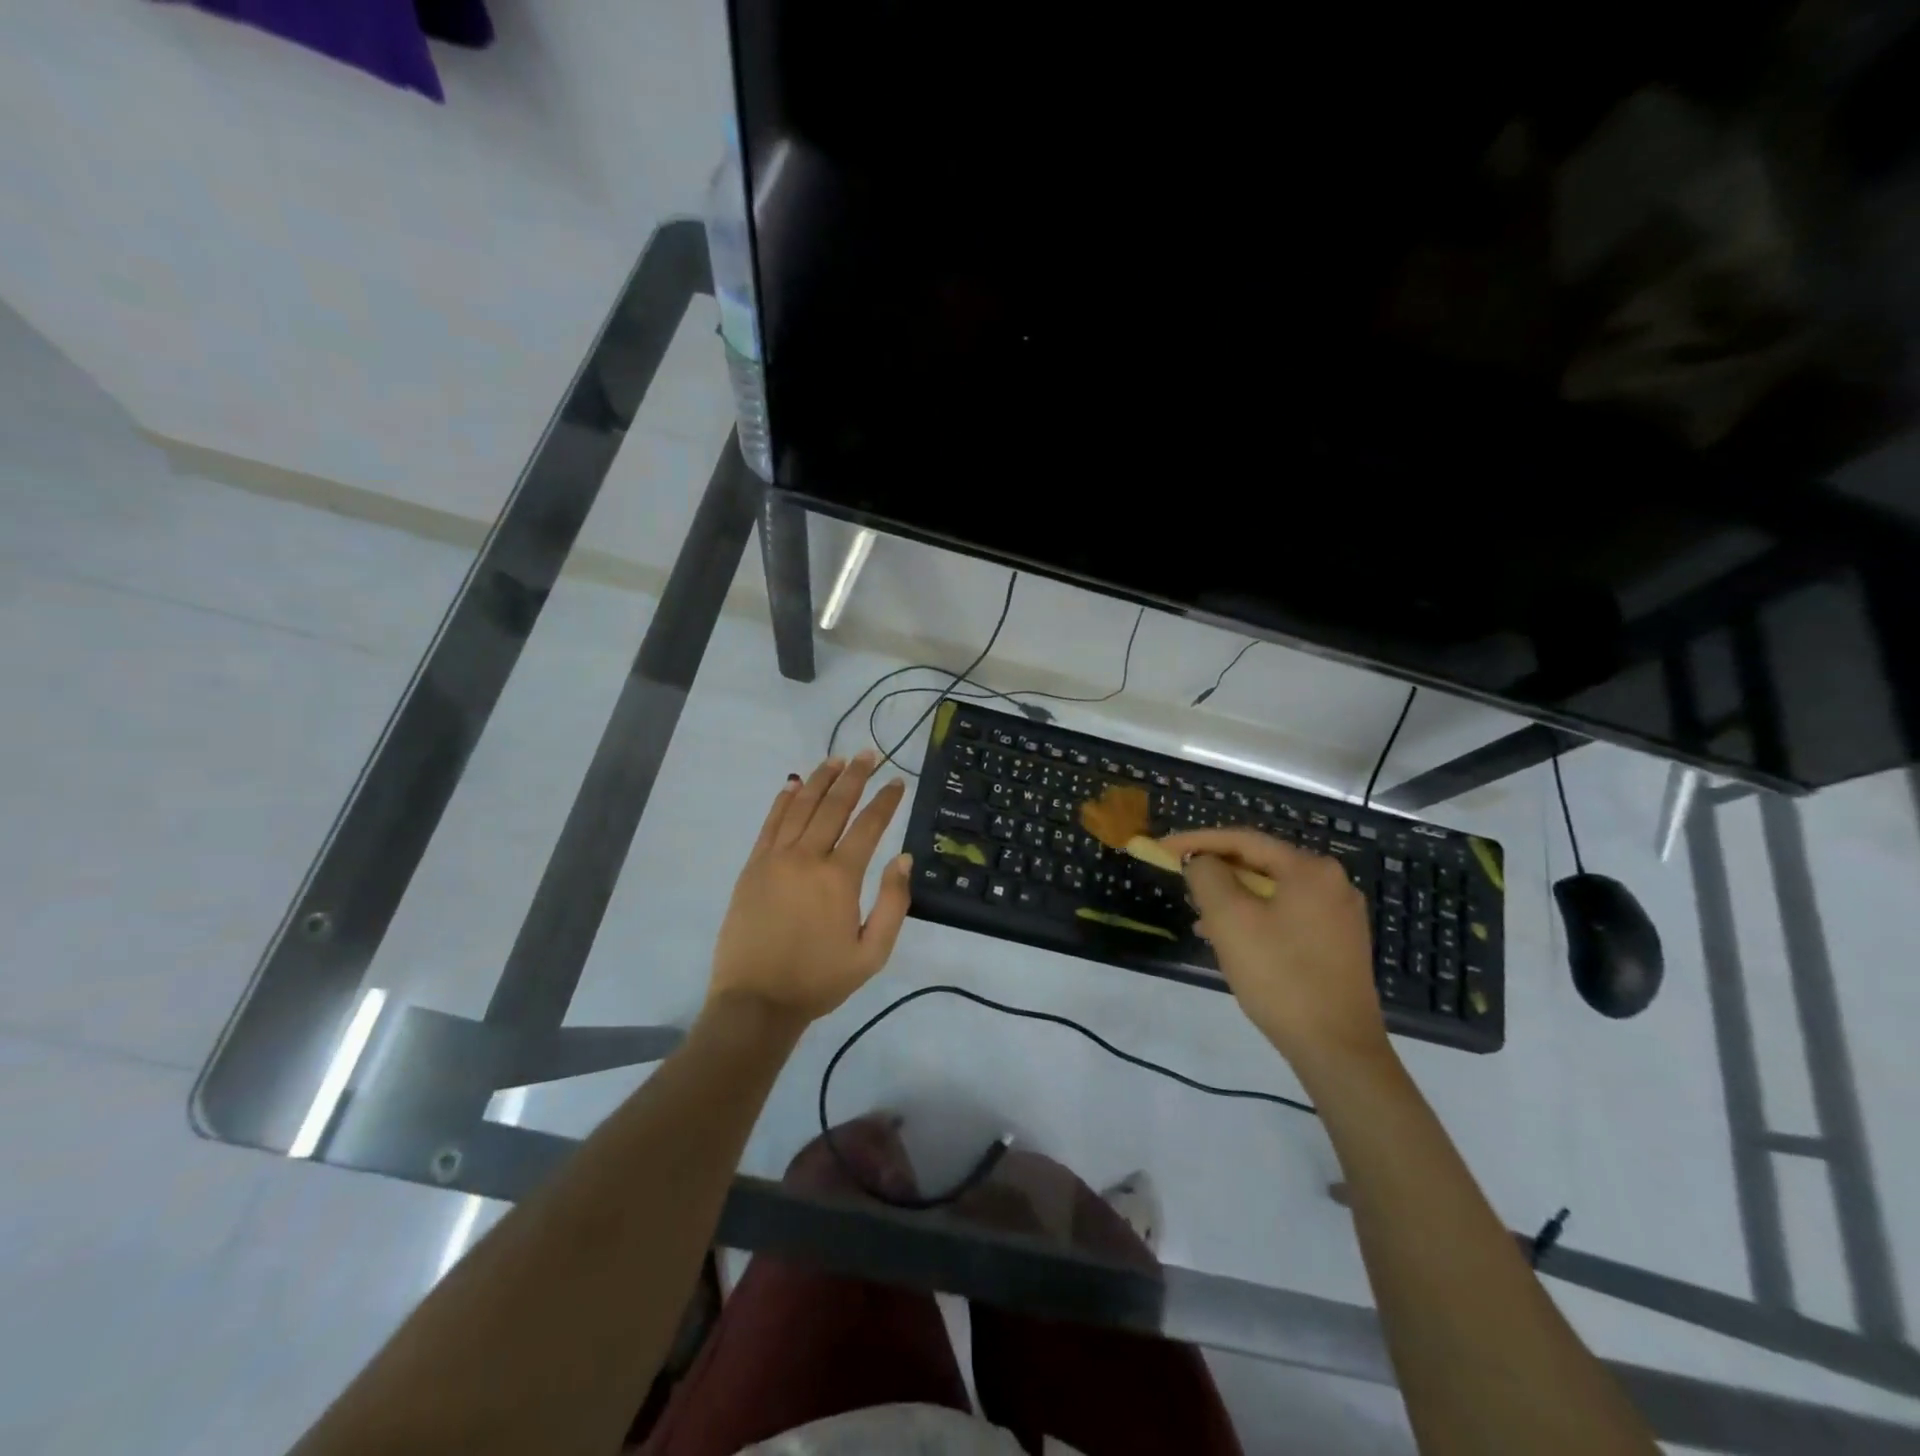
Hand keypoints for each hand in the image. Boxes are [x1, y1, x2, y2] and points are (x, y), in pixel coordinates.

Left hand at [708, 751, 912, 1027]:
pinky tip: (794, 784)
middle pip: (834, 806)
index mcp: (839, 878)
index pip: (868, 825)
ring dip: (821, 780)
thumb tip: (904, 857)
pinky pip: (771, 824)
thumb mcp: (872, 953)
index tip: (897, 781)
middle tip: (868, 754)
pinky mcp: (753, 867)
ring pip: (801, 807)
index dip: (885, 800)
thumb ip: (893, 902)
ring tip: (836, 760)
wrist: (756, 1002)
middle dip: (854, 777)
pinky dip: (783, 801)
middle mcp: (807, 858)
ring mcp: (775, 859)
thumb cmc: (819, 980)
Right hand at [1160, 827, 1388, 1071]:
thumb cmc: (1280, 977)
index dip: (1197, 840)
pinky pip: (1286, 914)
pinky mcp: (1338, 942)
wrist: (1338, 1049)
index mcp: (1310, 869)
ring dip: (1232, 898)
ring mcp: (1339, 914)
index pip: (1243, 839)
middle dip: (1216, 871)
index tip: (1162, 848)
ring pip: (1271, 891)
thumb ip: (1207, 876)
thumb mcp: (1230, 920)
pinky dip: (1254, 918)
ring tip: (1199, 916)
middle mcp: (1332, 882)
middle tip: (1180, 880)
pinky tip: (1230, 939)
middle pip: (1260, 863)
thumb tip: (1201, 861)